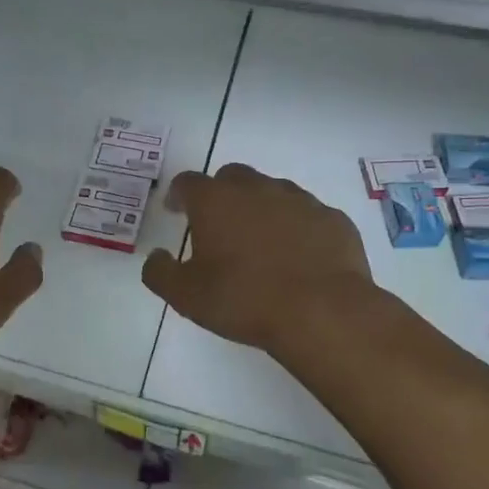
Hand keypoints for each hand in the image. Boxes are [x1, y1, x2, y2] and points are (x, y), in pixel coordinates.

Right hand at [142, 164, 382, 357]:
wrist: (323, 312)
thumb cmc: (244, 299)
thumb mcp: (186, 296)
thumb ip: (160, 272)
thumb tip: (156, 257)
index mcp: (215, 201)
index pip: (188, 182)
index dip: (178, 195)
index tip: (176, 211)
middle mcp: (256, 189)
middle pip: (231, 176)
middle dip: (220, 194)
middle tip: (217, 224)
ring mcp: (299, 200)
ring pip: (272, 191)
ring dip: (260, 207)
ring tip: (259, 241)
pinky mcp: (332, 218)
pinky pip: (306, 214)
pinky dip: (296, 226)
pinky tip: (297, 255)